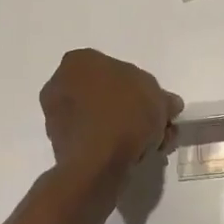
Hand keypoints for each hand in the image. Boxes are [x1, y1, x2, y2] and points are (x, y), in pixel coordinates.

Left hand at [40, 49, 182, 177]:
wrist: (97, 162)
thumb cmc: (125, 114)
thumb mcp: (158, 98)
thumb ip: (163, 98)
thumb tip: (168, 104)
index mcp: (79, 61)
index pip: (117, 71)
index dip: (142, 91)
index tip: (157, 109)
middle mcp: (60, 83)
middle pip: (108, 96)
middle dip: (134, 113)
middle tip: (156, 130)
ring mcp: (55, 116)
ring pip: (101, 119)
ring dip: (125, 131)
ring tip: (149, 148)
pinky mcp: (59, 144)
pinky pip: (92, 139)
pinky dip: (110, 146)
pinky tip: (131, 158)